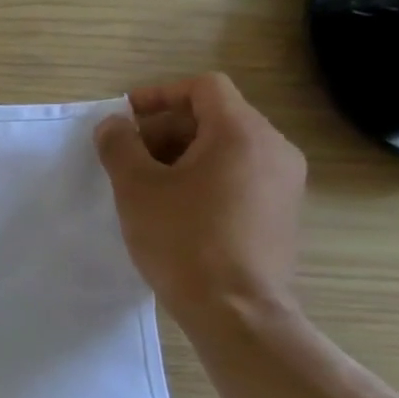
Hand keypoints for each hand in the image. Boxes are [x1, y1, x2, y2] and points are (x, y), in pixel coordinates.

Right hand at [94, 73, 306, 324]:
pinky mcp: (282, 212)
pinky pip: (240, 176)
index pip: (203, 88)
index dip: (159, 95)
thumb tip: (114, 125)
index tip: (125, 118)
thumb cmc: (182, 239)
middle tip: (127, 156)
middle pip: (215, 116)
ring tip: (146, 186)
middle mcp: (274, 148)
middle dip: (165, 129)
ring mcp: (285, 182)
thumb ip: (119, 145)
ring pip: (227, 148)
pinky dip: (205, 178)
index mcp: (241, 133)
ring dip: (182, 155)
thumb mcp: (136, 188)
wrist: (236, 310)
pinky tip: (176, 210)